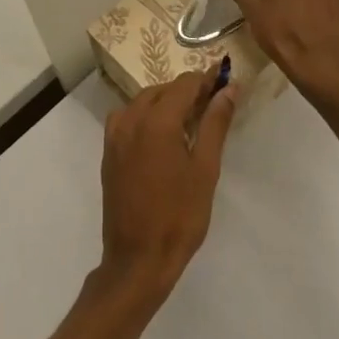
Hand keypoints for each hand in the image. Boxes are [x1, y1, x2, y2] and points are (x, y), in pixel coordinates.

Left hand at [97, 71, 238, 303]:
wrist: (138, 258)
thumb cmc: (180, 216)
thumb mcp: (205, 169)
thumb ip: (216, 123)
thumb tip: (229, 89)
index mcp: (157, 120)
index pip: (185, 83)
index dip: (207, 79)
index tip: (227, 82)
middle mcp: (131, 119)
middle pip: (163, 89)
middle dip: (188, 91)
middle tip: (214, 105)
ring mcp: (115, 135)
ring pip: (143, 101)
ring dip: (167, 102)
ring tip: (192, 120)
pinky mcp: (108, 151)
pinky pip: (128, 118)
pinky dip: (147, 116)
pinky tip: (163, 136)